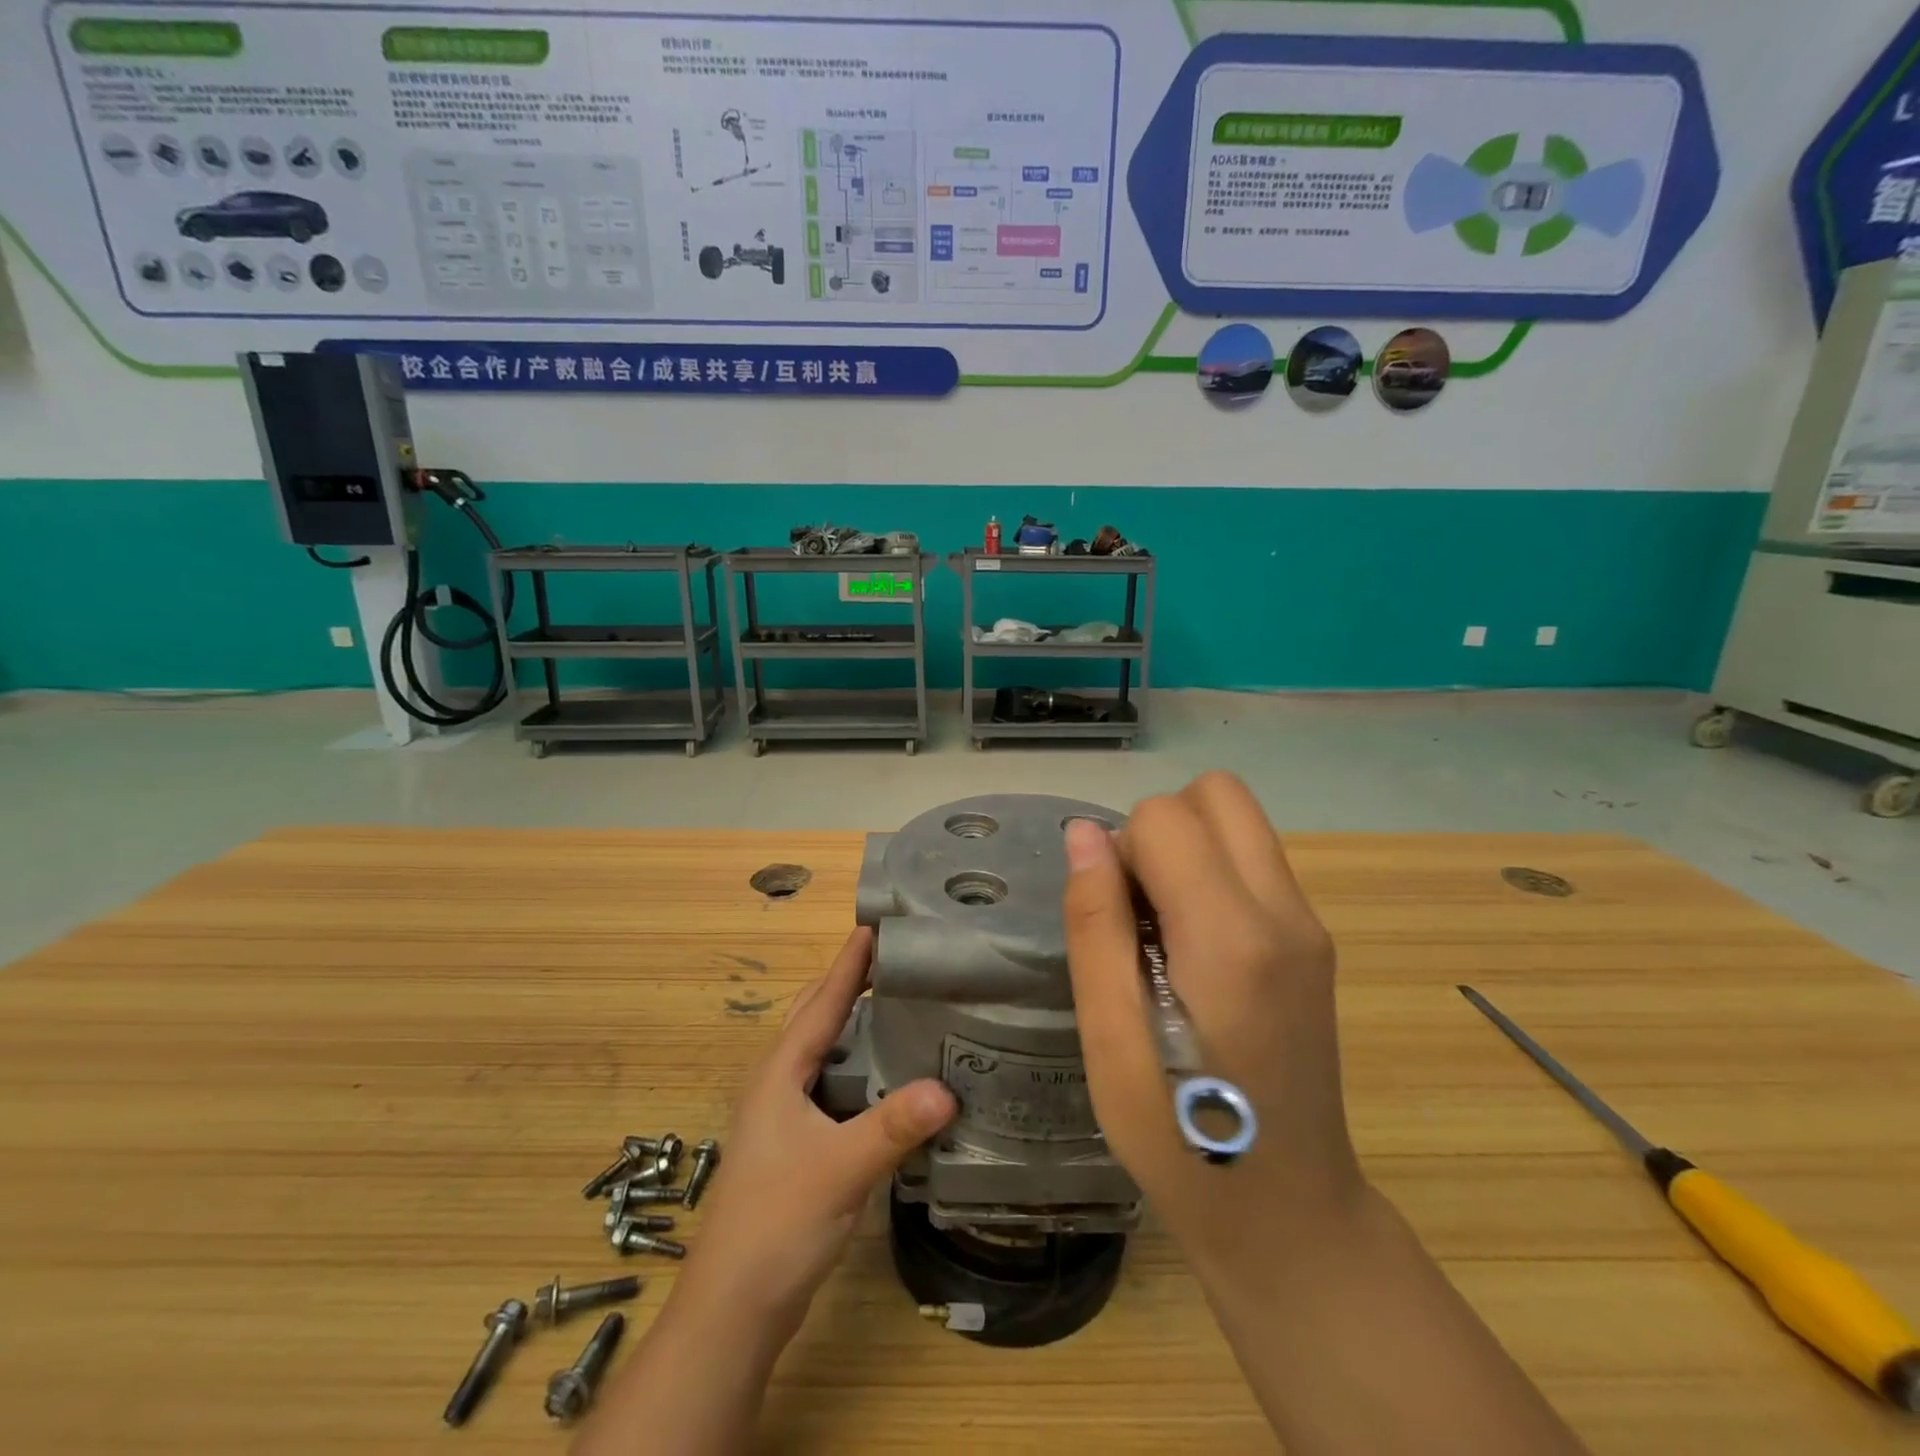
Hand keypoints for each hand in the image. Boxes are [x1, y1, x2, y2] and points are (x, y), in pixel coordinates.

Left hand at [677, 926, 956, 1343]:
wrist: (732, 1310)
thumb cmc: (776, 1224)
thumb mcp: (840, 1170)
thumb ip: (893, 1127)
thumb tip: (949, 1088)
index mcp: (780, 1073)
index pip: (821, 1002)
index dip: (849, 963)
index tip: (876, 924)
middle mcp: (778, 1084)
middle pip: (816, 1017)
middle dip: (850, 984)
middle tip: (898, 961)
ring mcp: (784, 1117)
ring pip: (823, 1053)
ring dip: (855, 1026)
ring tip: (902, 1008)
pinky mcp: (795, 1146)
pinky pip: (832, 1087)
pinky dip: (859, 1069)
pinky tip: (891, 1080)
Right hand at [1061, 772, 1364, 1273]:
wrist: (1289, 1213)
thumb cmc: (1181, 1137)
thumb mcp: (1110, 1040)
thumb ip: (1096, 925)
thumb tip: (1085, 833)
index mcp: (1230, 937)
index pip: (1165, 818)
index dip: (1120, 853)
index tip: (1113, 919)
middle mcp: (1284, 911)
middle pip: (1217, 794)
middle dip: (1161, 828)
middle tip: (1137, 907)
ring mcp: (1309, 924)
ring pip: (1240, 821)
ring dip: (1188, 848)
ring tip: (1164, 930)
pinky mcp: (1315, 940)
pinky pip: (1256, 861)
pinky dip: (1214, 874)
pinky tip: (1195, 948)